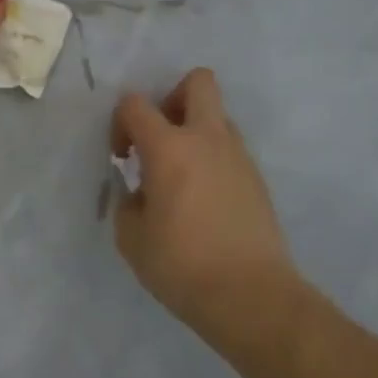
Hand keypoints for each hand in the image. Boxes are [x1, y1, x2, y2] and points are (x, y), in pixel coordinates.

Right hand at [112, 68, 297, 348]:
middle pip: (198, 82)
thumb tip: (139, 192)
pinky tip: (202, 199)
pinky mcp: (257, 178)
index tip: (122, 157)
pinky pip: (229, 149)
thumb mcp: (132, 238)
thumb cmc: (182, 265)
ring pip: (217, 116)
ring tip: (180, 176)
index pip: (136, 104)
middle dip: (172, 97)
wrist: (251, 295)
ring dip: (194, 131)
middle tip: (160, 138)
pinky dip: (211, 159)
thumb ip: (128, 202)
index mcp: (170, 148)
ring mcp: (239, 156)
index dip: (121, 122)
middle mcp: (208, 139)